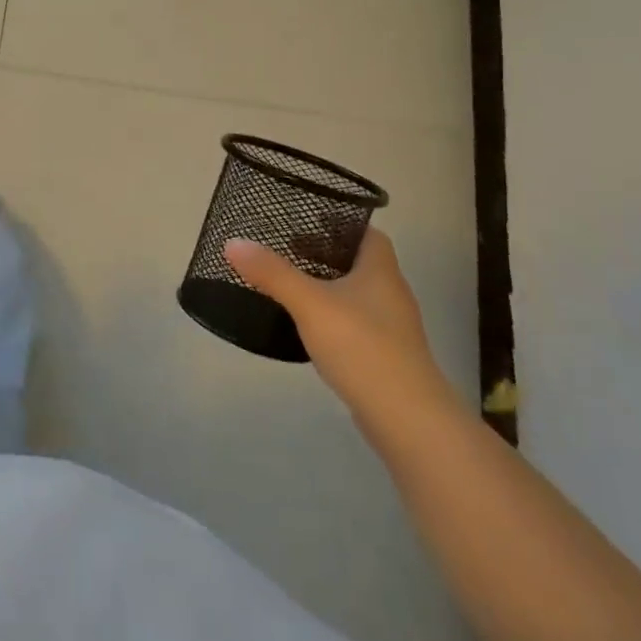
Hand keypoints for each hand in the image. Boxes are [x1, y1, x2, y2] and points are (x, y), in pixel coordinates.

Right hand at [224, 227, 454, 421]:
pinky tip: (309, 327)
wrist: (407, 418)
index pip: (368, 234)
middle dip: (326, 255)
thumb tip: (233, 243)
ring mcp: (391, 328)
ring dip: (328, 287)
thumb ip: (272, 273)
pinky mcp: (385, 357)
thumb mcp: (310, 304)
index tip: (307, 221)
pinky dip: (333, 317)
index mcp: (381, 271)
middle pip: (360, 263)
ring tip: (291, 286)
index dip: (340, 224)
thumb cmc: (362, 347)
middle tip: (288, 251)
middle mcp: (391, 294)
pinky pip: (356, 324)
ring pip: (357, 294)